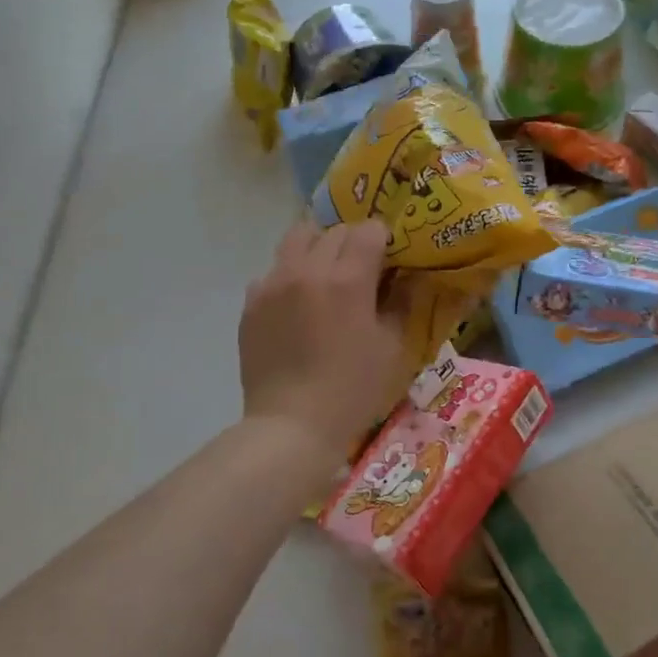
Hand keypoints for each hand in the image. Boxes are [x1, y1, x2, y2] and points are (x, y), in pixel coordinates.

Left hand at [239, 220, 409, 460]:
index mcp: (347, 280)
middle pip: (334, 230)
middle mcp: (307, 270)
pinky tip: (298, 304)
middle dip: (353, 242)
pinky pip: (273, 270)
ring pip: (297, 238)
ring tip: (326, 275)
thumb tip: (406, 277)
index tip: (389, 259)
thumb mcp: (392, 347)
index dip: (384, 240)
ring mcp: (273, 283)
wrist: (292, 426)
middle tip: (362, 269)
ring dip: (318, 247)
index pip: (369, 230)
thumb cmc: (353, 390)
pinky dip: (290, 275)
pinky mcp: (251, 302)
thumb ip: (401, 303)